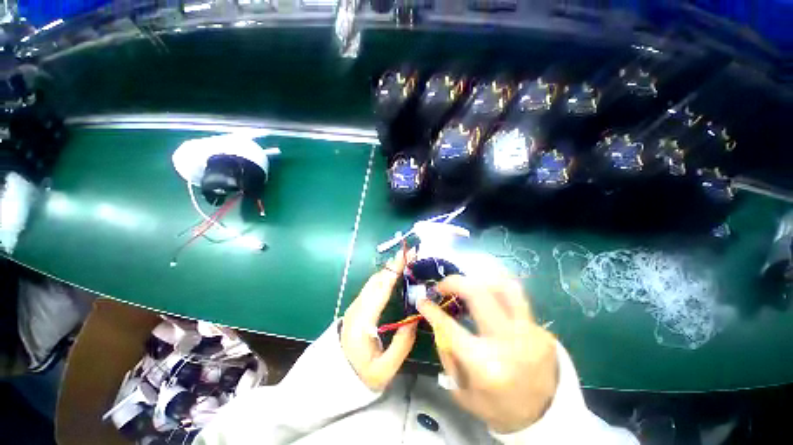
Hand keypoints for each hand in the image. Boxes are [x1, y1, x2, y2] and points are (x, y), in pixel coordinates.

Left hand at [341, 251, 417, 390]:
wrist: (336, 375)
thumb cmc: (361, 375)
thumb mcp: (385, 369)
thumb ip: (402, 344)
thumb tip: (415, 318)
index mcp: (363, 322)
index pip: (380, 291)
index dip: (393, 273)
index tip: (404, 257)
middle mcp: (357, 308)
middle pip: (376, 281)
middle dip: (393, 265)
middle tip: (410, 254)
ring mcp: (355, 305)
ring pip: (373, 281)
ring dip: (389, 269)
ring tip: (405, 260)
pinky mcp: (357, 306)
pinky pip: (372, 286)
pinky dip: (384, 276)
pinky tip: (394, 273)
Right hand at [417, 275, 558, 433]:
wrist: (545, 417)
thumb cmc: (497, 407)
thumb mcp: (462, 390)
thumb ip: (447, 354)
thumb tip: (438, 321)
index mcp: (485, 365)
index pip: (450, 327)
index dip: (432, 311)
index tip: (422, 301)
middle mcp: (509, 343)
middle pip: (478, 294)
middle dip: (453, 283)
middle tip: (443, 285)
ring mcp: (530, 333)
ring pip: (504, 287)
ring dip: (480, 281)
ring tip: (467, 285)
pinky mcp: (542, 329)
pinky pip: (516, 300)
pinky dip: (497, 293)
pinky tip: (488, 297)